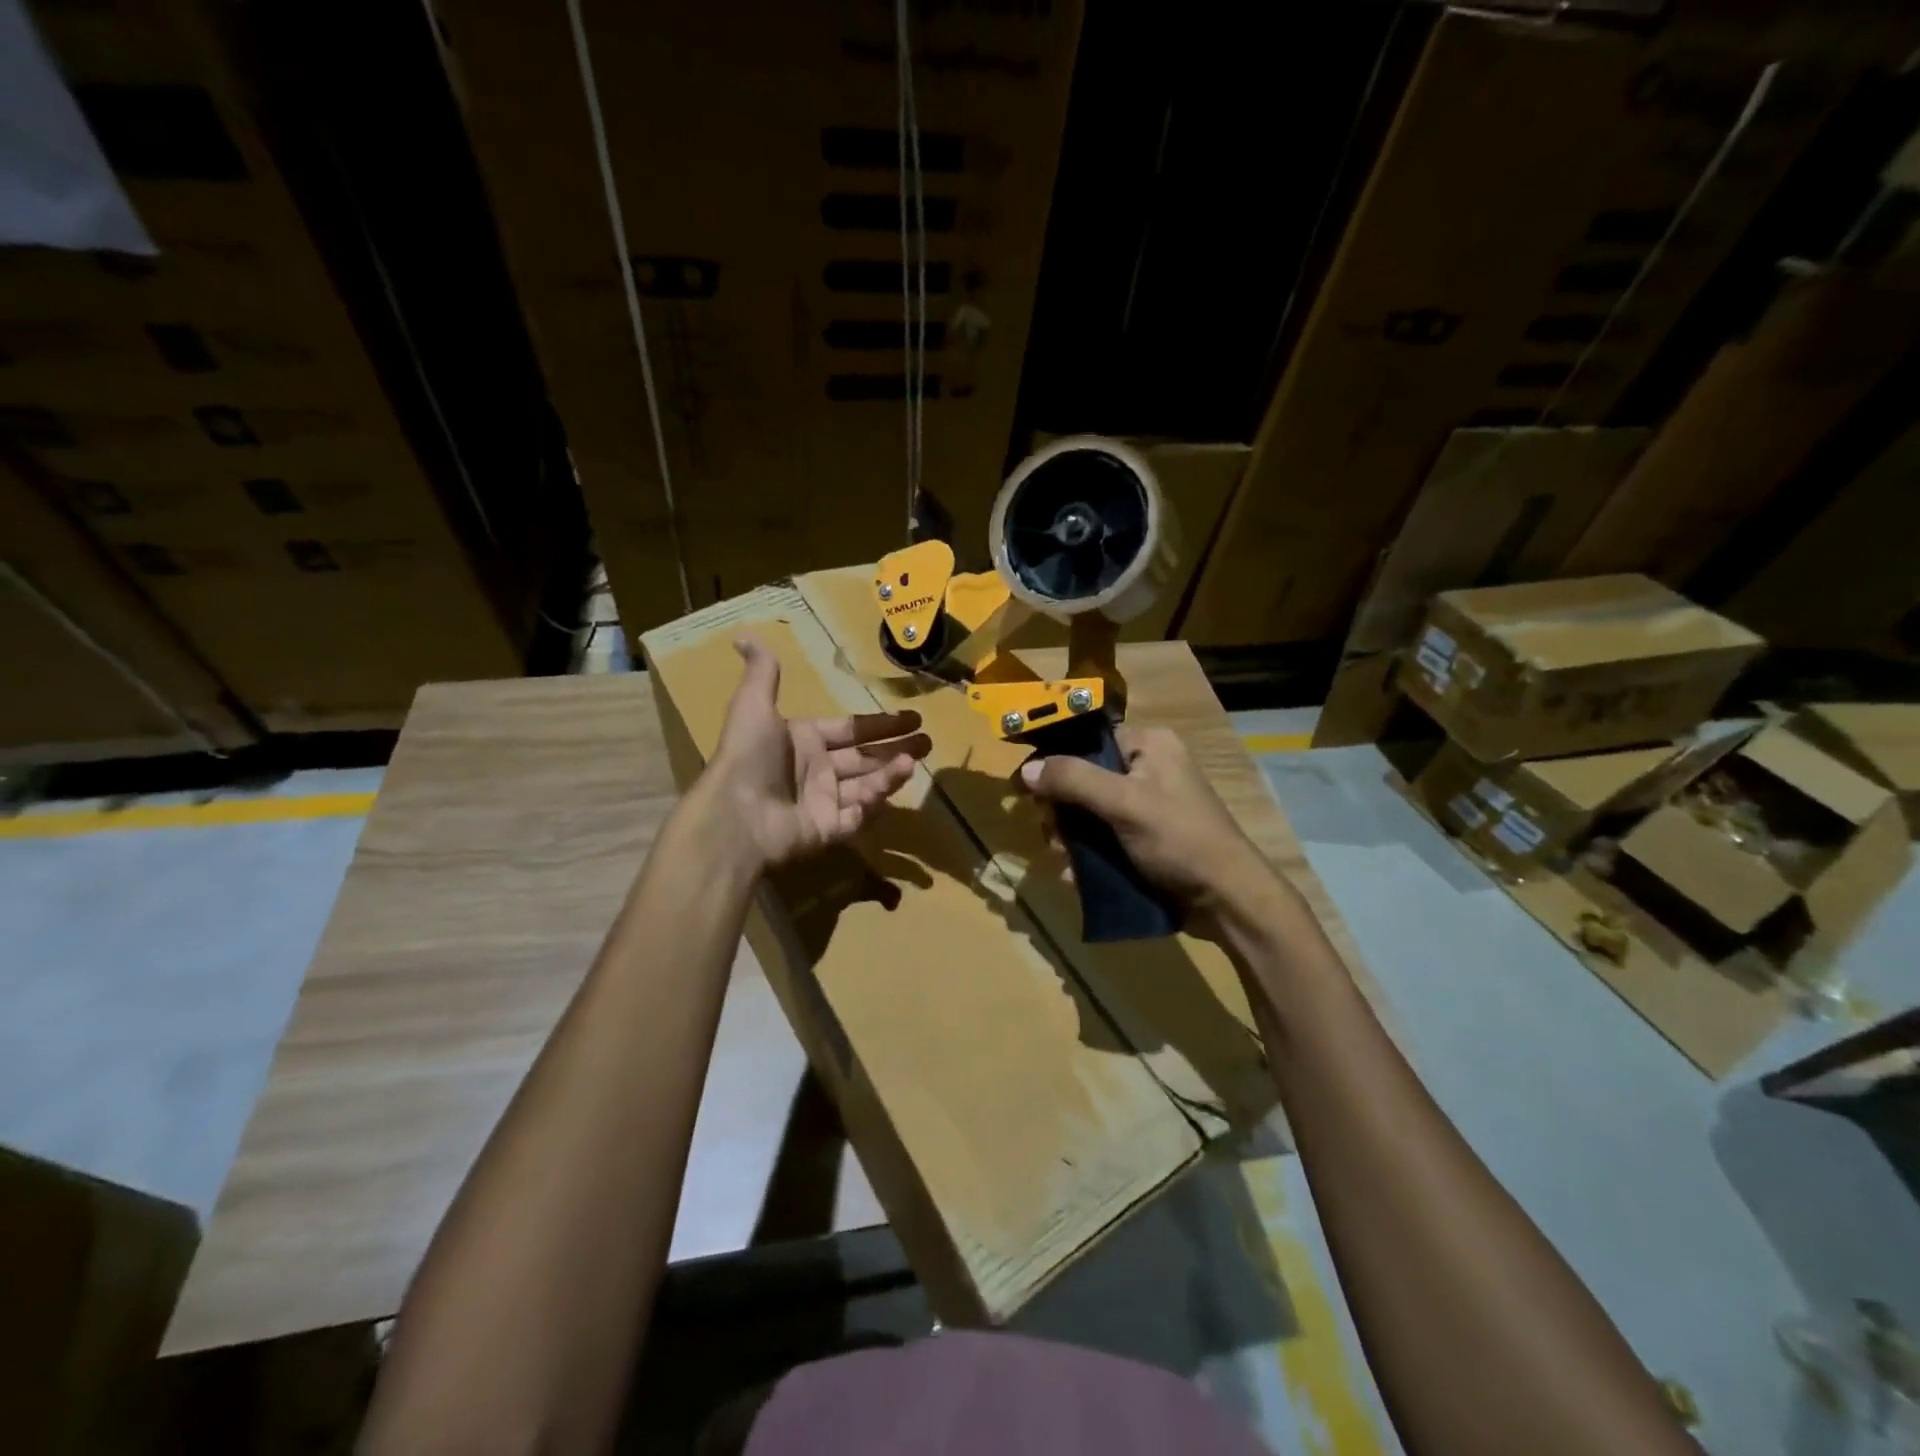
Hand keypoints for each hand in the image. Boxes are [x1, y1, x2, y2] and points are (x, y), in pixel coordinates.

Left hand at [708, 637, 930, 868]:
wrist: (737, 815)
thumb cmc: (749, 756)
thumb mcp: (753, 705)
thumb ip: (763, 673)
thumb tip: (744, 636)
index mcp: (804, 741)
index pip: (851, 729)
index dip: (881, 724)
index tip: (912, 718)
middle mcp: (816, 770)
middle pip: (865, 757)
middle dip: (897, 749)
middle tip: (928, 743)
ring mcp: (823, 802)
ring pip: (866, 785)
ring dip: (890, 773)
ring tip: (914, 762)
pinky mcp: (828, 830)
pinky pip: (857, 817)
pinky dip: (874, 805)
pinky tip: (890, 791)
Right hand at [1019, 724, 1282, 933]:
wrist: (1227, 900)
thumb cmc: (1180, 840)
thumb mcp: (1124, 803)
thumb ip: (1073, 781)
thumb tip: (1026, 769)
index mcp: (1148, 745)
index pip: (1088, 739)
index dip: (1054, 760)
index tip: (1026, 788)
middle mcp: (1147, 769)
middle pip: (1082, 779)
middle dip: (1061, 810)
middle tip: (1053, 834)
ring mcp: (1146, 808)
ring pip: (1088, 814)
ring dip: (1070, 839)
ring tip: (1065, 860)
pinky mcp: (1145, 840)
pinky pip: (1102, 840)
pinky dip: (1086, 857)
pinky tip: (1075, 877)